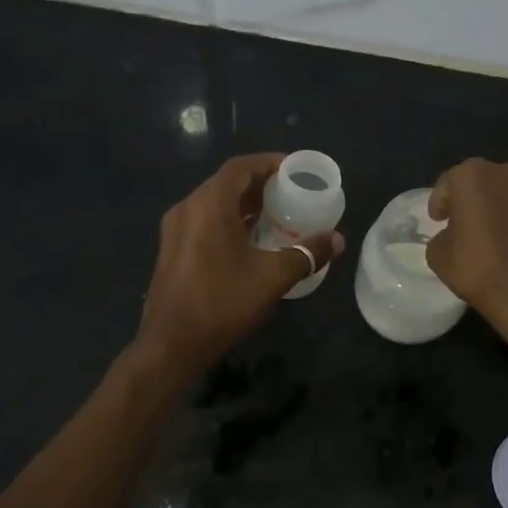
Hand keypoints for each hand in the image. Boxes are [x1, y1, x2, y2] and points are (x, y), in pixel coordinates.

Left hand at [135, 153, 344, 371]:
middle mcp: (187, 209)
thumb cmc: (221, 303)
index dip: (269, 162)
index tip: (295, 169)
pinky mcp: (172, 250)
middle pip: (227, 183)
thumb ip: (306, 254)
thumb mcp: (271, 278)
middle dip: (260, 184)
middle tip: (292, 193)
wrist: (171, 345)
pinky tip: (252, 240)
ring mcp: (175, 230)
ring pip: (214, 204)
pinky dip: (230, 221)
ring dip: (245, 205)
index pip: (241, 167)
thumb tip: (336, 240)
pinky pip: (205, 222)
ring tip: (278, 214)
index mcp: (208, 205)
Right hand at [426, 158, 507, 350]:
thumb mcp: (438, 256)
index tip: (439, 221)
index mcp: (474, 175)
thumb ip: (444, 235)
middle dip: (480, 200)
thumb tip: (456, 234)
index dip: (442, 203)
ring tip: (506, 239)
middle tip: (473, 227)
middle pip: (489, 182)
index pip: (450, 183)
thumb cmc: (480, 271)